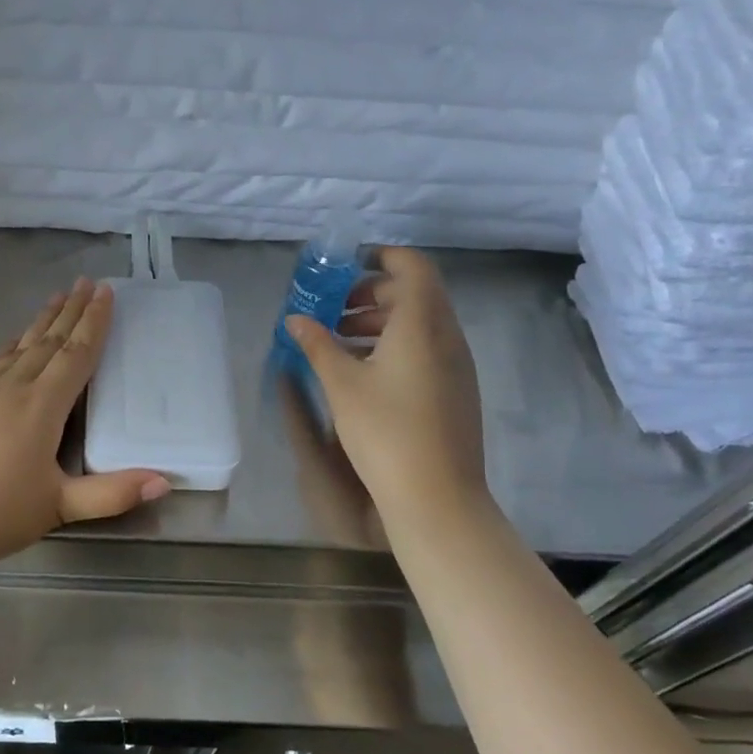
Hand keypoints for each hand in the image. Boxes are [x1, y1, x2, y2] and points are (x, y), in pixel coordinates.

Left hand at [0, 278, 169, 575]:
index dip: (94, 322)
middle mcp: (10, 388)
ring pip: (16, 347)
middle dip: (70, 310)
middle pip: (47, 341)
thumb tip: (165, 480)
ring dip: (39, 322)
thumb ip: (112, 494)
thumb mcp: (58, 507)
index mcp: (40, 407)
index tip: (106, 292)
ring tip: (55, 299)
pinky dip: (7, 347)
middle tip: (86, 283)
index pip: (75, 354)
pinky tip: (8, 345)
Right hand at [286, 248, 491, 531]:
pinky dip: (395, 345)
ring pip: (419, 324)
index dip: (380, 256)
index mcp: (422, 323)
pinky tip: (364, 374)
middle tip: (332, 311)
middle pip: (413, 294)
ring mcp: (457, 364)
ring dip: (380, 322)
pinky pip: (426, 349)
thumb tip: (295, 319)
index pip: (411, 265)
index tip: (345, 267)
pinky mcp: (456, 389)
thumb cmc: (385, 431)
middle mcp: (447, 335)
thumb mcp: (341, 384)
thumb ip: (317, 344)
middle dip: (370, 294)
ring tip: (339, 343)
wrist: (437, 496)